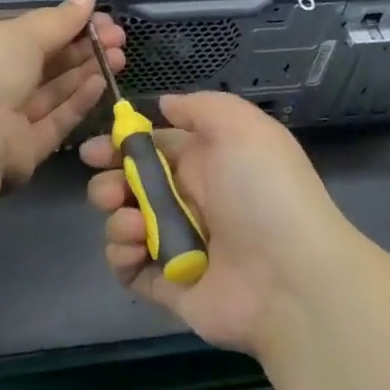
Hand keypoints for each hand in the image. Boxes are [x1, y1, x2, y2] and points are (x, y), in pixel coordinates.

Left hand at [0, 0, 124, 185]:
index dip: (67, 24)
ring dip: (85, 72)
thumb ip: (60, 19)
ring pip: (53, 91)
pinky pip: (55, 121)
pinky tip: (101, 82)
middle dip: (82, 48)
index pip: (30, 34)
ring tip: (119, 56)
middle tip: (118, 37)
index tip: (100, 17)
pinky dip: (78, 101)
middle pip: (45, 63)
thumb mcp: (22, 33)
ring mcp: (8, 118)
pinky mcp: (25, 149)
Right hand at [82, 92, 355, 357]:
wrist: (293, 277)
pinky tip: (134, 247)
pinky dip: (121, 255)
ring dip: (116, 217)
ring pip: (125, 223)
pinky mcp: (170, 285)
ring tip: (132, 222)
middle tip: (111, 188)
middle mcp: (191, 200)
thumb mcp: (241, 126)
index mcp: (207, 162)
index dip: (121, 145)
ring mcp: (179, 244)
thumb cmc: (264, 191)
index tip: (96, 149)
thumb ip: (200, 107)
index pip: (153, 148)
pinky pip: (129, 268)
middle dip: (110, 181)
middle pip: (132, 185)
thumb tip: (165, 104)